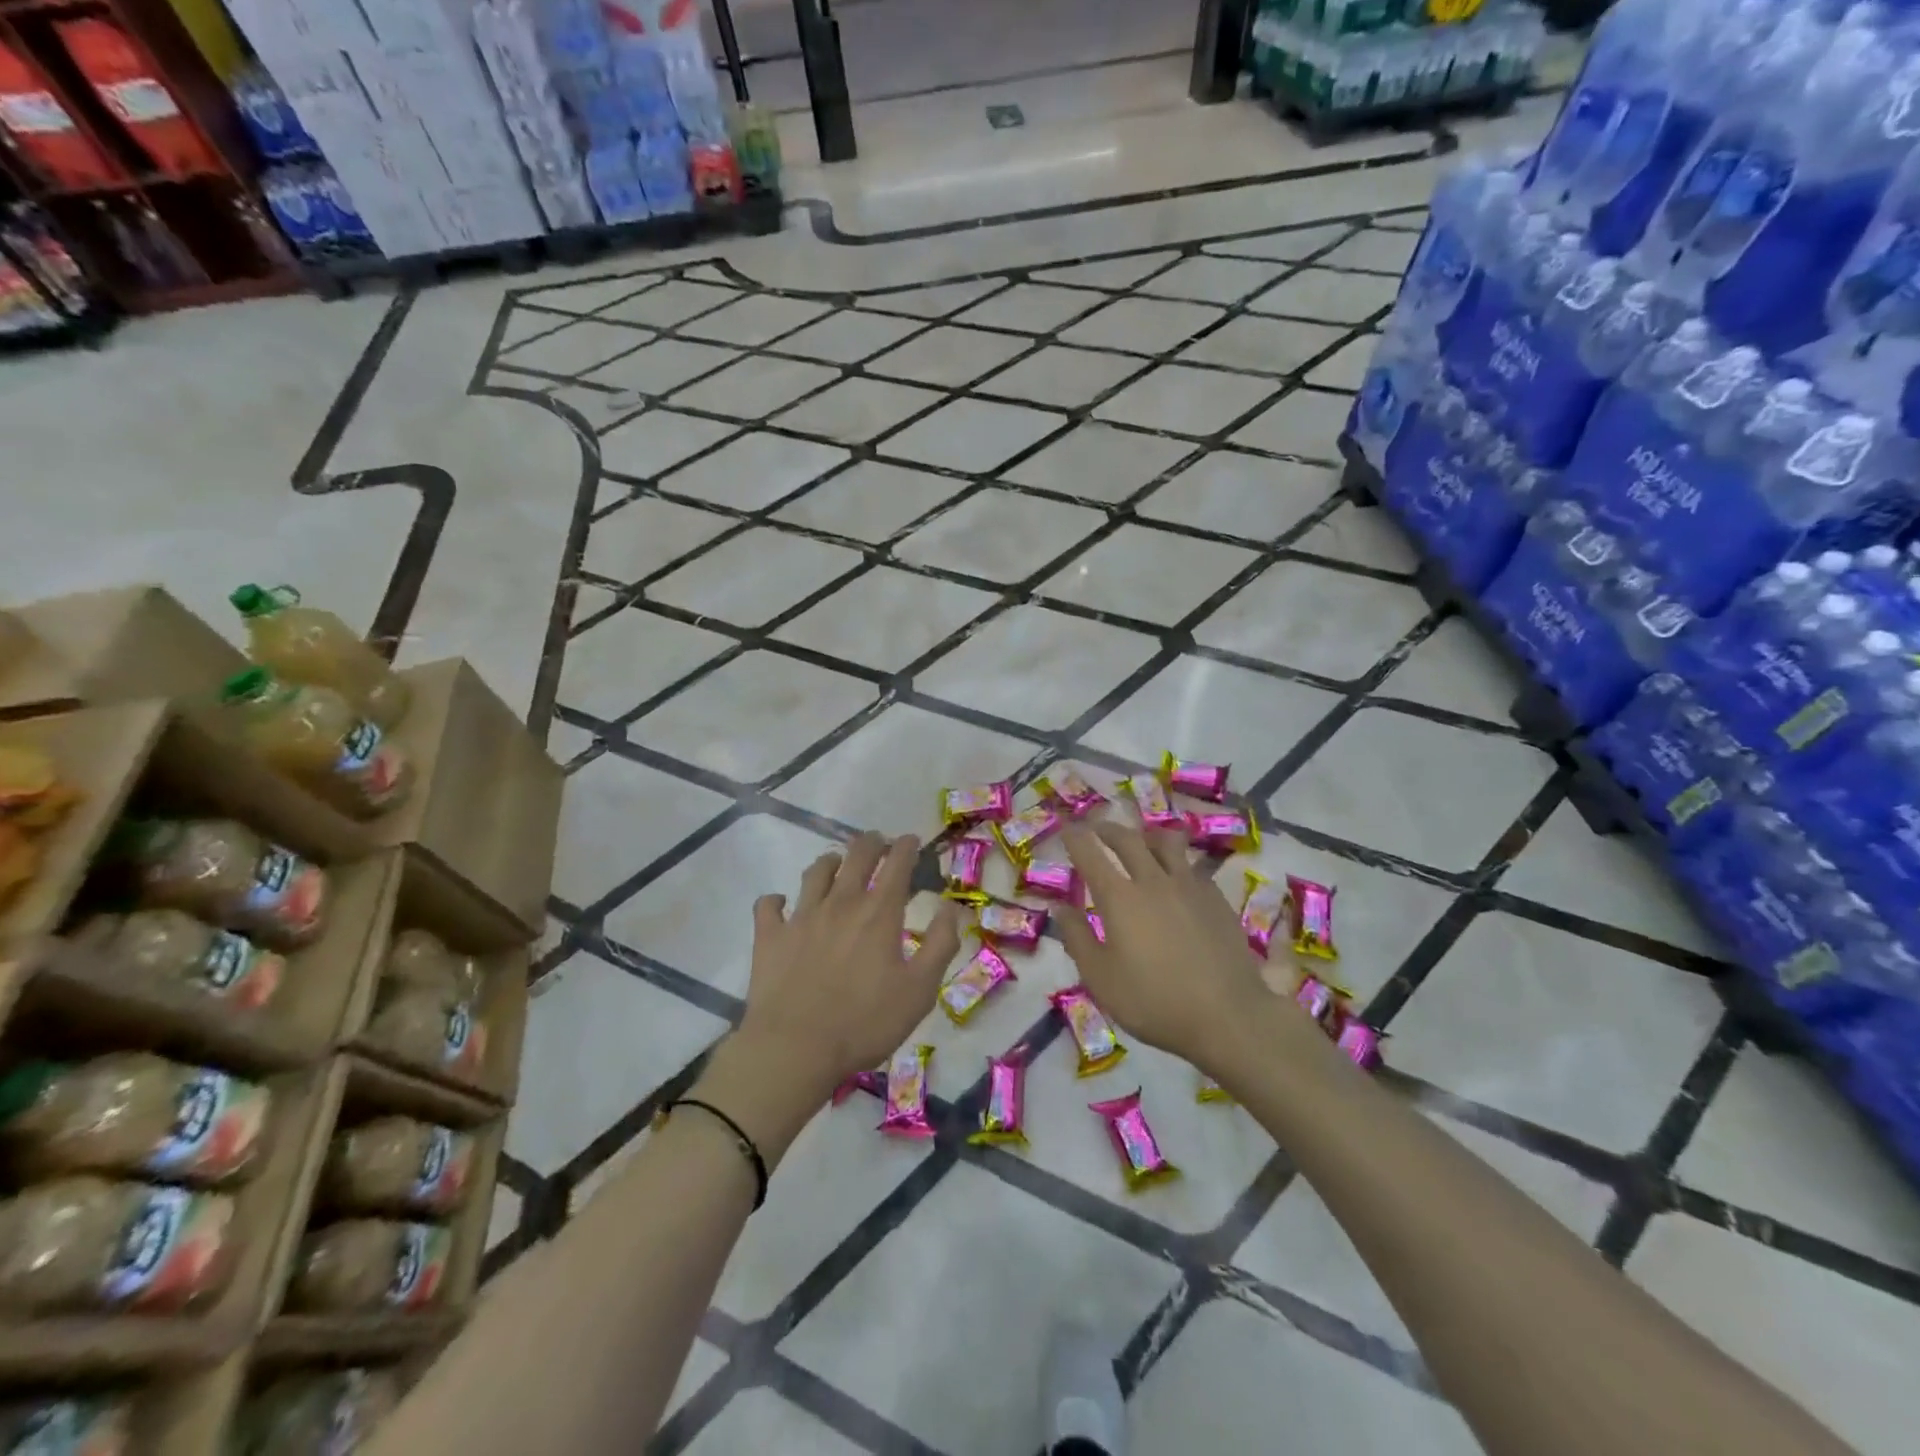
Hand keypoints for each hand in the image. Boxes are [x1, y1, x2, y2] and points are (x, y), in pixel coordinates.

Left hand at [737, 831, 961, 1097]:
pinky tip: (781, 904)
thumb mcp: (920, 990)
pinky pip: (769, 904)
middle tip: (878, 842)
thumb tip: (951, 907)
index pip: (897, 864)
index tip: (910, 840)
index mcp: (879, 913)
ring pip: (815, 872)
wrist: (795, 1048)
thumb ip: (940, 944)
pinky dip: (776, 900)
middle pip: (856, 856)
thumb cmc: (865, 1023)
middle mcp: (841, 903)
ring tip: (836, 863)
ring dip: (830, 862)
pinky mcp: (770, 936)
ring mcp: (801, 916)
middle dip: (871, 843)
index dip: (906, 846)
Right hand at [1054, 822, 1268, 1070]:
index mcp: (1119, 898)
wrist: (1229, 1016)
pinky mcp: (1217, 898)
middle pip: (1128, 840)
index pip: (1090, 854)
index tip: (1066, 826)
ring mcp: (1190, 886)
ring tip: (1141, 840)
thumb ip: (1077, 938)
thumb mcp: (1101, 979)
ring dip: (1147, 836)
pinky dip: (1177, 861)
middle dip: (1107, 829)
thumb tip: (1058, 908)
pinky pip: (1192, 866)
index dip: (1075, 836)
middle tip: (1097, 829)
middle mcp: (1153, 880)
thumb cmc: (1154, 1002)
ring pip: (1166, 843)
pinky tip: (1178, 875)